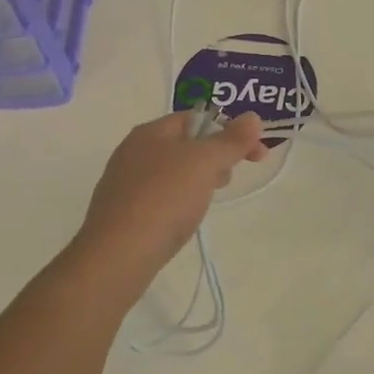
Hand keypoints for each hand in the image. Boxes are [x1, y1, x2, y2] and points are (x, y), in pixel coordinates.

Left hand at [76, 111, 267, 270]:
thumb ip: (231, 140)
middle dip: (216, 157)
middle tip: (229, 179)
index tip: (256, 153)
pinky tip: (183, 219)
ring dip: (199, 180)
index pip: (197, 118)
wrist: (117, 256)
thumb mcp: (205, 163)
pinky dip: (179, 201)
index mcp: (150, 132)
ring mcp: (125, 183)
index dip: (230, 130)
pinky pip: (161, 196)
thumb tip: (253, 117)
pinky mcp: (124, 213)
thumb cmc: (164, 199)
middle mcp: (133, 151)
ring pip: (174, 172)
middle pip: (186, 144)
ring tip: (208, 202)